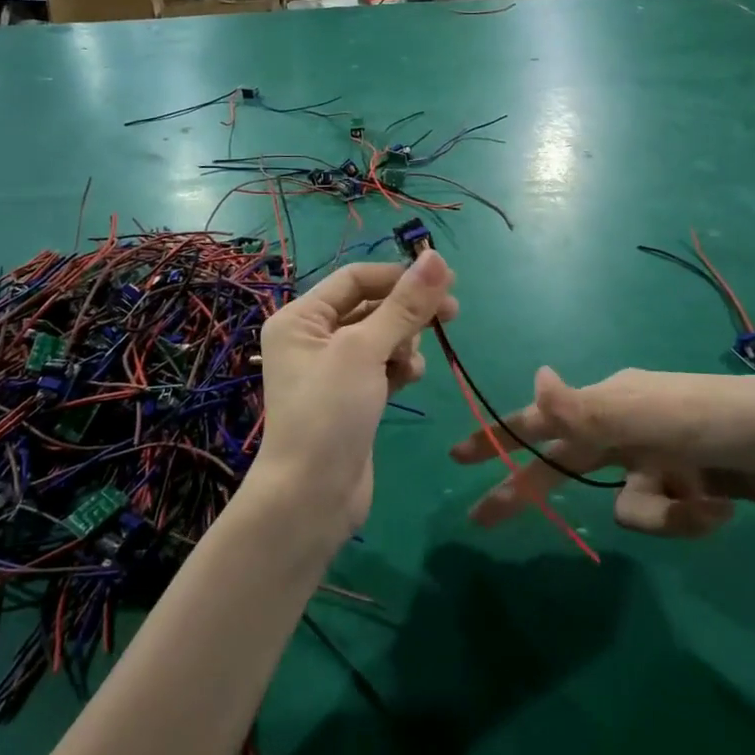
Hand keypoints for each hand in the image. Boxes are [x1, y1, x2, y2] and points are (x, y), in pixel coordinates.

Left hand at [253, 253, 457, 539]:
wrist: (312, 497)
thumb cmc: (330, 412)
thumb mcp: (366, 350)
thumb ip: (404, 305)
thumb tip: (437, 257)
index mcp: (301, 318)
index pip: (355, 278)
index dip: (398, 275)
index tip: (444, 280)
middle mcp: (313, 338)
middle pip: (371, 306)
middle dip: (408, 310)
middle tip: (452, 313)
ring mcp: (333, 369)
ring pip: (382, 336)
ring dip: (405, 341)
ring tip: (414, 362)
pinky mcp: (352, 397)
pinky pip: (383, 365)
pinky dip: (400, 366)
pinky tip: (412, 378)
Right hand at [452, 367, 754, 537]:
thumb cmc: (729, 421)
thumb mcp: (656, 417)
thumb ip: (589, 406)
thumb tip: (534, 376)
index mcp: (612, 400)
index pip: (540, 419)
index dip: (498, 436)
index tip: (458, 456)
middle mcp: (627, 425)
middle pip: (566, 464)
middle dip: (532, 490)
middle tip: (484, 518)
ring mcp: (658, 459)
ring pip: (625, 504)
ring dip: (660, 514)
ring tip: (701, 504)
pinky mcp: (687, 487)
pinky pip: (663, 516)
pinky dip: (687, 519)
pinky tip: (719, 509)